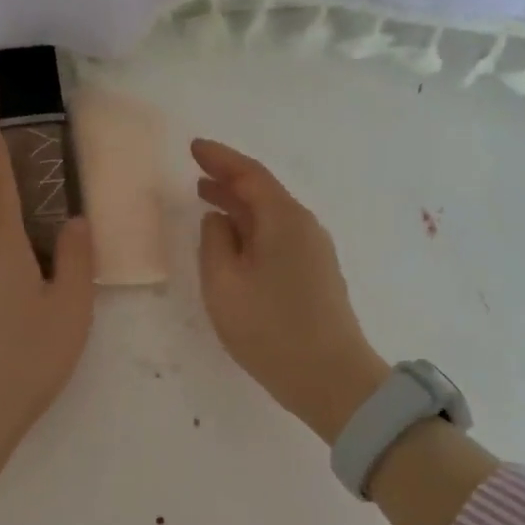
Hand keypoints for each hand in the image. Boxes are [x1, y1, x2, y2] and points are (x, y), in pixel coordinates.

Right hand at [193, 139, 389, 443]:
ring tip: (209, 204)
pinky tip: (237, 244)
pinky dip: (253, 231)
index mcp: (283, 219)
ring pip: (271, 217)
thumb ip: (214, 242)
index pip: (249, 174)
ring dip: (240, 208)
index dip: (220, 158)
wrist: (331, 378)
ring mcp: (315, 251)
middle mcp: (304, 227)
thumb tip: (218, 220)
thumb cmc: (270, 329)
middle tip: (196, 176)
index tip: (194, 147)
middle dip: (228, 182)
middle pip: (263, 193)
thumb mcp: (224, 284)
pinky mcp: (317, 275)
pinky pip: (279, 238)